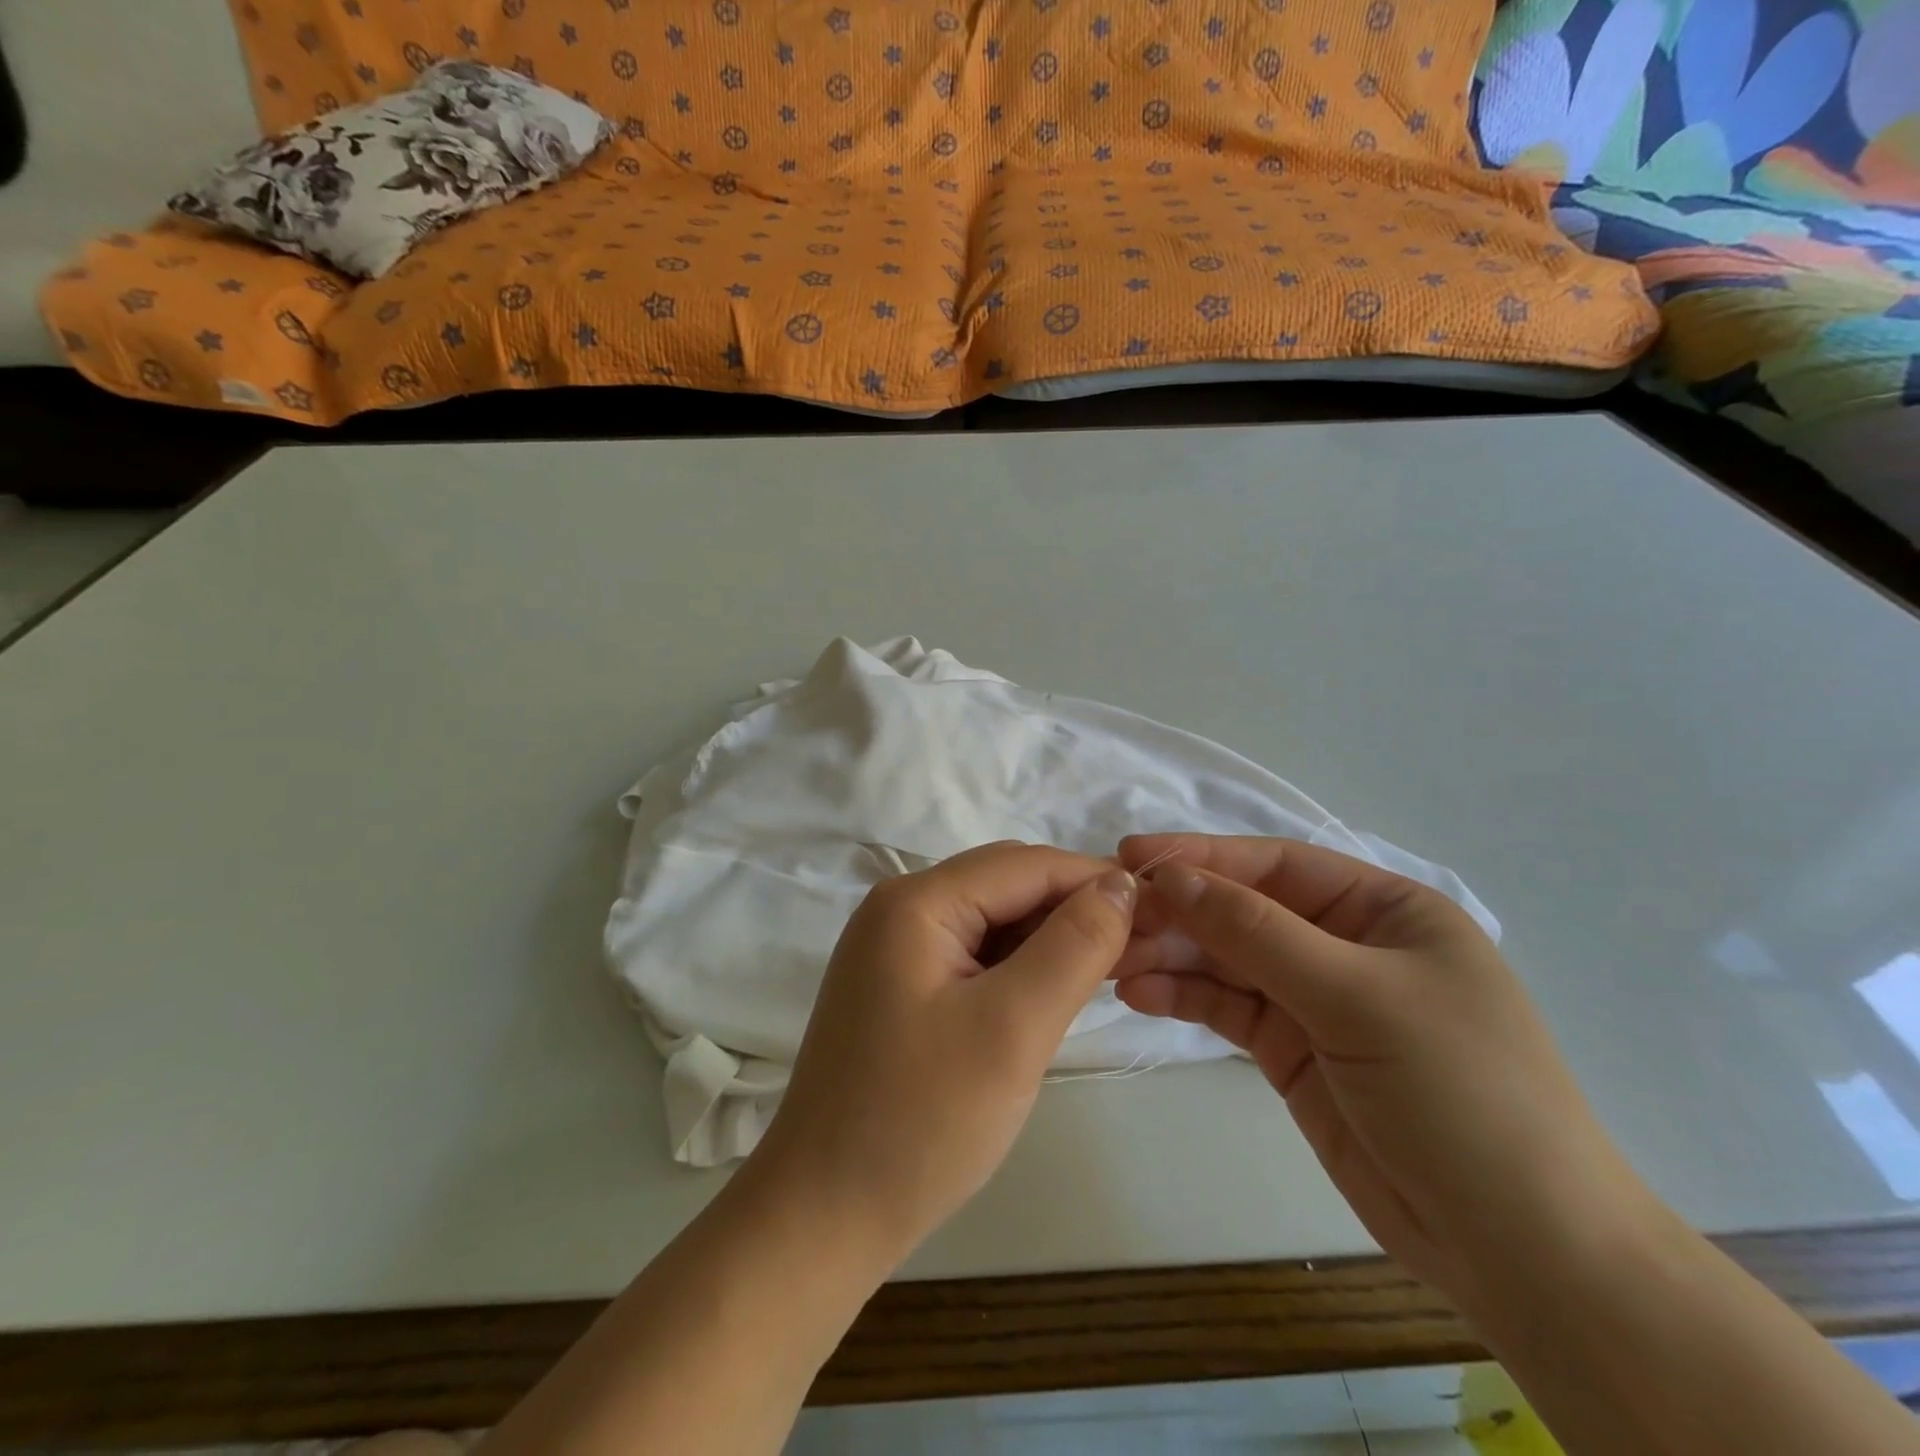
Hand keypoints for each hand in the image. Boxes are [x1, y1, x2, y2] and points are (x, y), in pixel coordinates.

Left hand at [750, 842, 1136, 1267]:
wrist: (824, 1215)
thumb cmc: (922, 1120)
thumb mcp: (1013, 1028)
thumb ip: (1073, 946)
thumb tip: (1120, 883)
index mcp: (916, 901)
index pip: (1024, 865)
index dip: (1094, 879)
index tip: (1159, 909)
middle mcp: (898, 908)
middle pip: (1005, 885)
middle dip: (1073, 907)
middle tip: (1139, 946)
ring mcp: (892, 948)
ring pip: (991, 920)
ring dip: (1047, 937)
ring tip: (1104, 971)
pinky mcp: (898, 985)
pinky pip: (970, 954)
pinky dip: (1016, 965)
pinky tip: (1049, 993)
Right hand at [1113, 834, 1653, 1313]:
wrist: (1521, 1252)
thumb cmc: (1459, 1093)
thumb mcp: (1357, 996)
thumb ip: (1257, 932)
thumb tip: (1171, 878)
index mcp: (1384, 910)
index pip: (1278, 865)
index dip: (1204, 857)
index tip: (1132, 857)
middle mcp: (1347, 944)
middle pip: (1244, 911)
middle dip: (1179, 912)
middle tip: (1112, 919)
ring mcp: (1317, 1000)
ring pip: (1228, 959)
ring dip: (1171, 955)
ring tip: (1113, 961)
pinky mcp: (1293, 1051)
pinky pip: (1228, 1008)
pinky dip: (1185, 997)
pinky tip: (1140, 994)